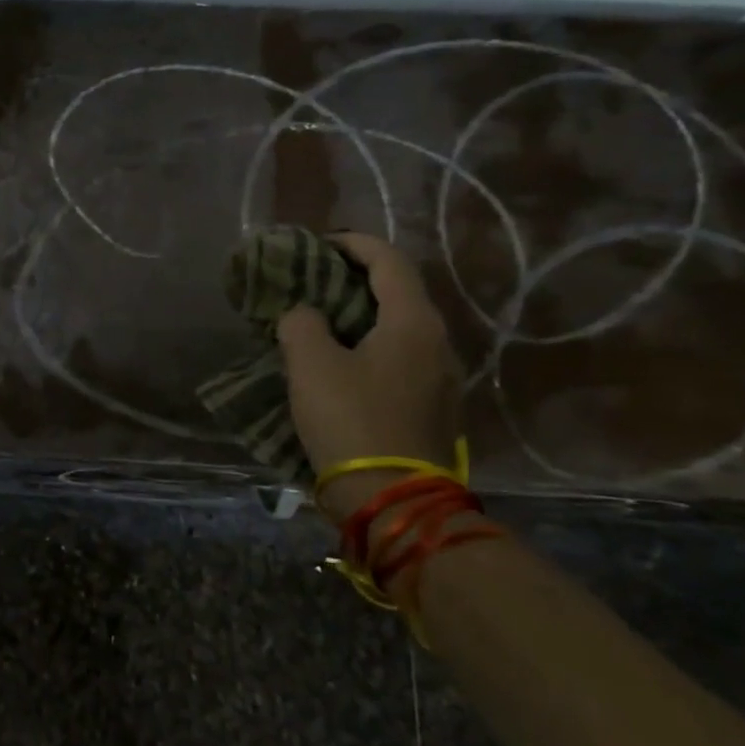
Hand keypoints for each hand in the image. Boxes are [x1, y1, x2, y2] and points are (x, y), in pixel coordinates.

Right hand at [276, 233, 462, 519]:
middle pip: (400, 292)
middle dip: (358, 279)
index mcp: (413, 323)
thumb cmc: (351, 421)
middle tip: (316, 279)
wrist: (394, 503)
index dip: (354, 244)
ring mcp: (442, 379)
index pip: (390, 261)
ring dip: (364, 315)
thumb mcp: (311, 364)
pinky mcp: (434, 408)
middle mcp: (438, 343)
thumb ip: (302, 323)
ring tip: (324, 319)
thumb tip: (306, 315)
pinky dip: (372, 345)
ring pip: (401, 328)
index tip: (321, 242)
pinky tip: (343, 362)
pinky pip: (402, 358)